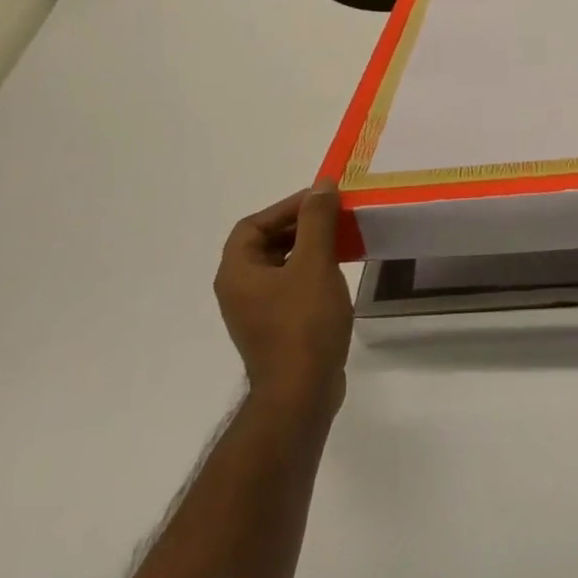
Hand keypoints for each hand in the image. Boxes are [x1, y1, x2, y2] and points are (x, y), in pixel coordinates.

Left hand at [214, 183, 353, 418]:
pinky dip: (310, 272)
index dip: (285, 207)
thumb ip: (316, 221)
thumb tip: (321, 185)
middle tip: (334, 217)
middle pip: (264, 244)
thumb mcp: (314, 264)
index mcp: (237, 273)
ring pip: (279, 266)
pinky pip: (289, 287)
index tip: (321, 200)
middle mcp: (238, 290)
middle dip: (299, 226)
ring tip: (340, 240)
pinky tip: (336, 274)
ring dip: (307, 248)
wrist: (302, 392)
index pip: (252, 225)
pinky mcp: (275, 328)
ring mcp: (256, 312)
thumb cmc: (304, 323)